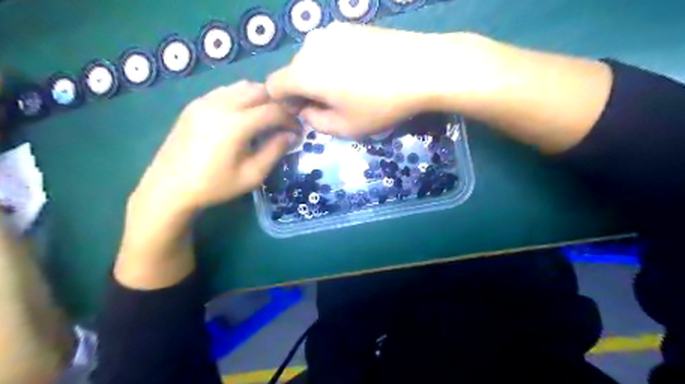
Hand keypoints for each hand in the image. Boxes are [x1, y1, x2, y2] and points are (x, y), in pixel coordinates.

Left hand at [116, 83, 297, 288]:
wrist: (169, 188)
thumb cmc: (214, 186)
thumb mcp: (252, 175)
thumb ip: (275, 151)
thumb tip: (293, 136)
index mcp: (235, 124)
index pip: (273, 110)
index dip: (291, 119)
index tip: (299, 131)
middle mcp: (220, 104)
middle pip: (259, 91)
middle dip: (278, 104)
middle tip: (286, 121)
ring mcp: (204, 101)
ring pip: (242, 87)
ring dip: (260, 97)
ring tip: (267, 117)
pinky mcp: (195, 105)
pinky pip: (226, 91)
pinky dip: (242, 97)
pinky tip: (244, 115)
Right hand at [267, 21, 452, 137]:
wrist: (423, 68)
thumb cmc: (380, 104)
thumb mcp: (344, 127)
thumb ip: (315, 123)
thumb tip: (306, 110)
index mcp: (304, 71)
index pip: (273, 86)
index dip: (284, 104)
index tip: (307, 113)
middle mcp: (311, 44)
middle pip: (294, 72)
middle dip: (305, 91)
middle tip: (333, 106)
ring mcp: (332, 30)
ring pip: (313, 59)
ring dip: (321, 77)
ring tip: (350, 89)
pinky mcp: (351, 26)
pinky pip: (331, 48)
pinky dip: (335, 63)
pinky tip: (362, 73)